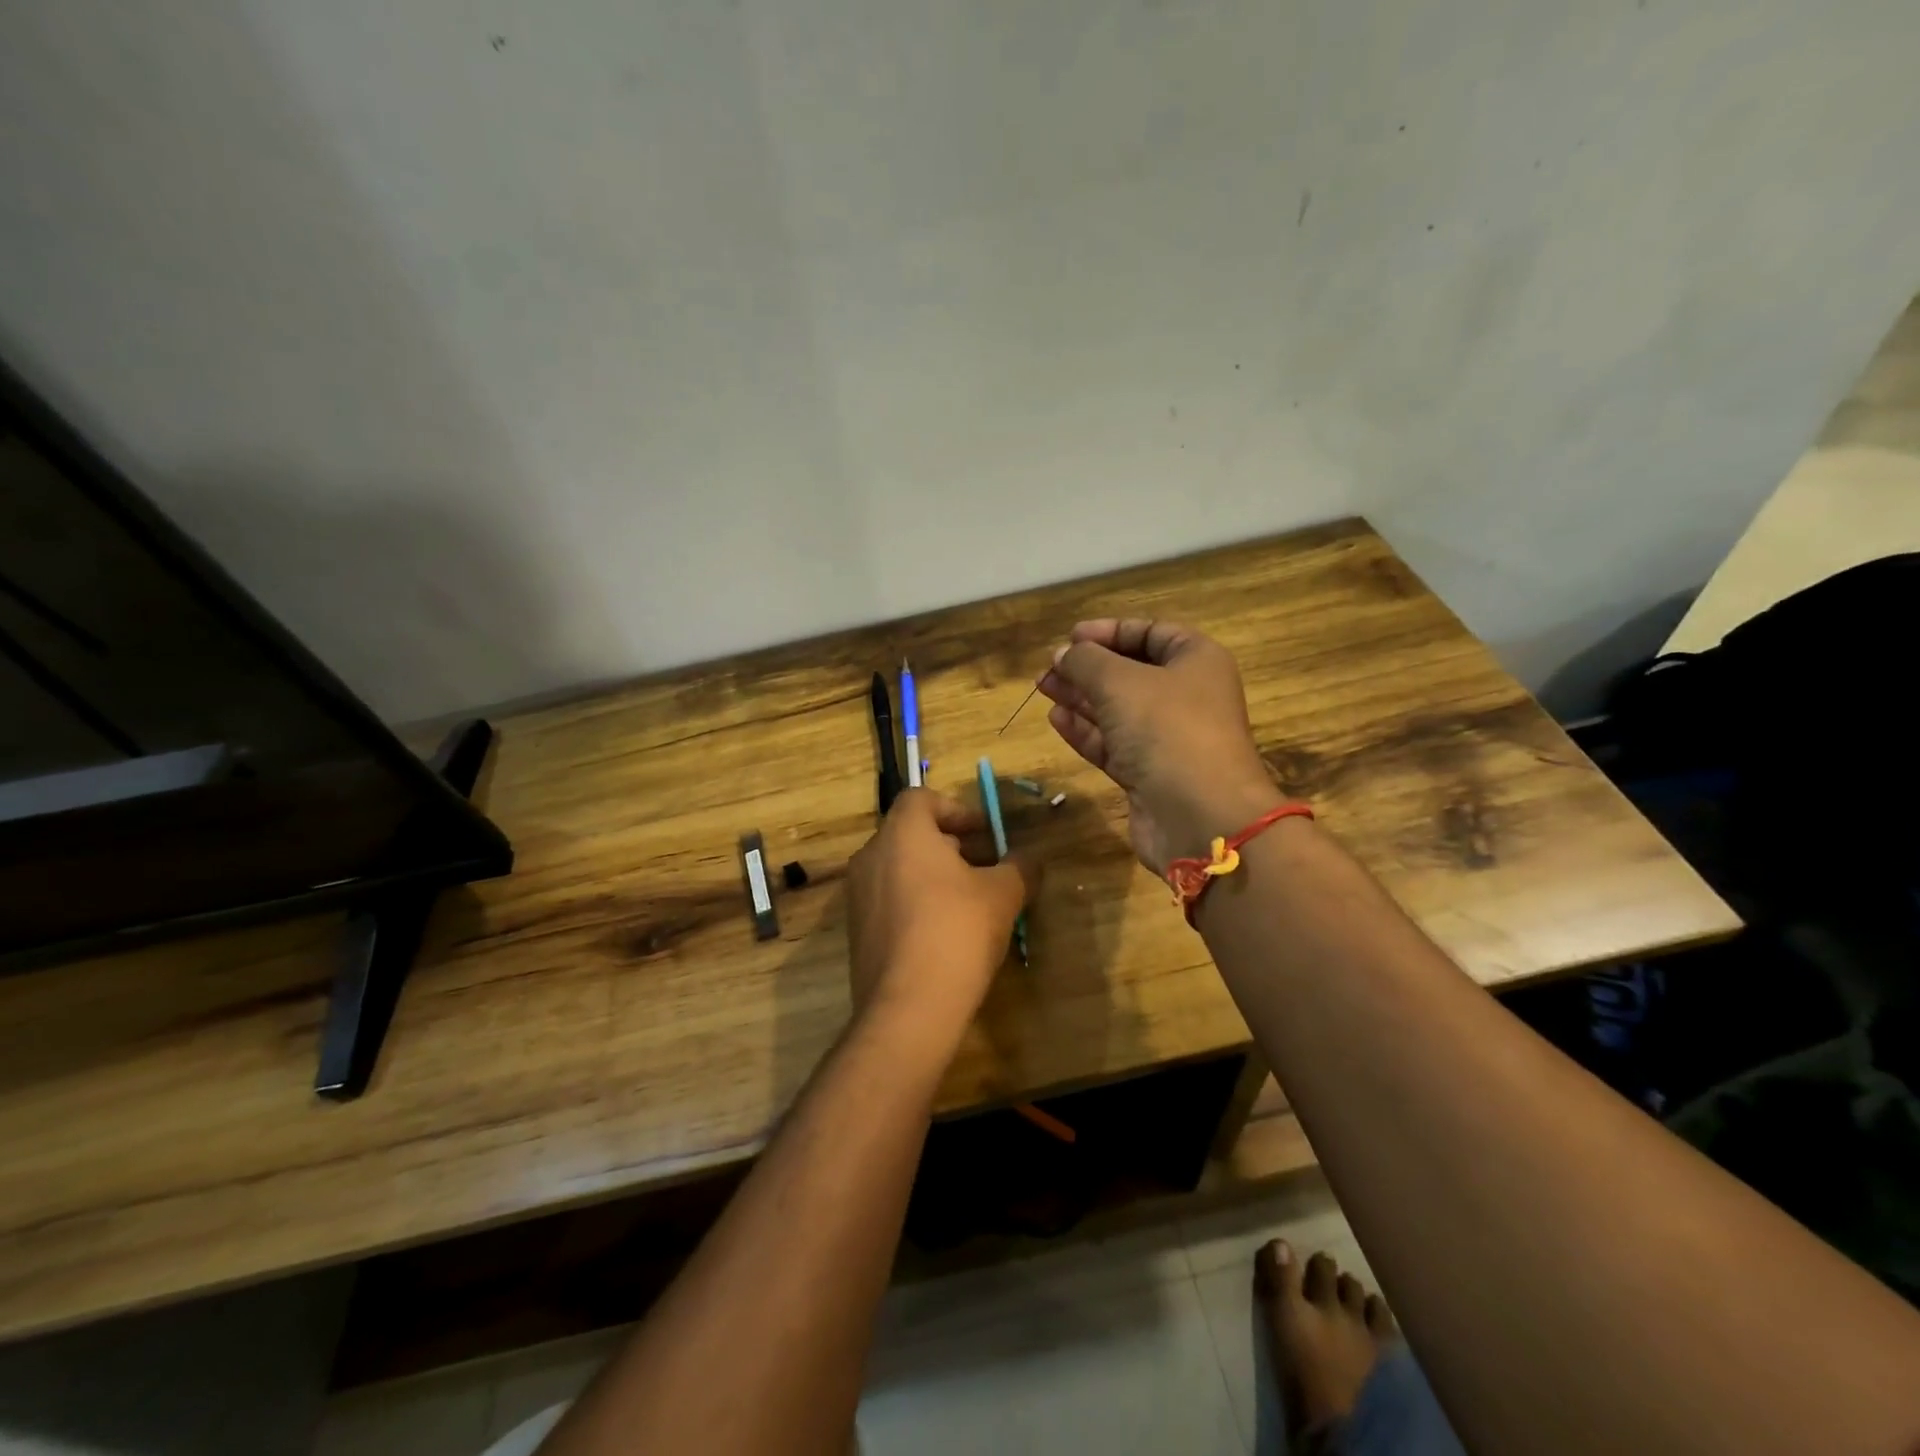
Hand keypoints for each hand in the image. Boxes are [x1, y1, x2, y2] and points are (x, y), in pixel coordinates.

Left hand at [845, 790, 1039, 1049]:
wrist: (908, 1006)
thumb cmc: (958, 931)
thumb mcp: (1004, 895)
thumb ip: (1020, 867)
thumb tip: (1030, 859)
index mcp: (903, 834)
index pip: (921, 798)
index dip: (956, 809)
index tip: (984, 834)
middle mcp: (871, 856)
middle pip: (911, 834)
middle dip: (951, 845)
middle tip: (985, 868)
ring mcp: (858, 895)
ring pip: (899, 868)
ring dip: (933, 875)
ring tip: (970, 902)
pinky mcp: (856, 931)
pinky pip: (889, 900)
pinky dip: (915, 902)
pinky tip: (944, 932)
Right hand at [1036, 619, 1281, 872]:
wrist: (1199, 815)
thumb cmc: (1166, 729)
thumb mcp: (1119, 681)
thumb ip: (1086, 661)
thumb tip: (1063, 654)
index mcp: (1196, 661)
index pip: (1152, 633)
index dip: (1111, 631)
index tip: (1072, 636)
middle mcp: (1186, 696)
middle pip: (1131, 672)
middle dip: (1088, 667)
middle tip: (1049, 667)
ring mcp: (1168, 738)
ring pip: (1118, 709)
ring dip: (1080, 697)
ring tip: (1043, 687)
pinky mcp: (1149, 773)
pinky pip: (1113, 743)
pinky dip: (1086, 730)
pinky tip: (1057, 719)